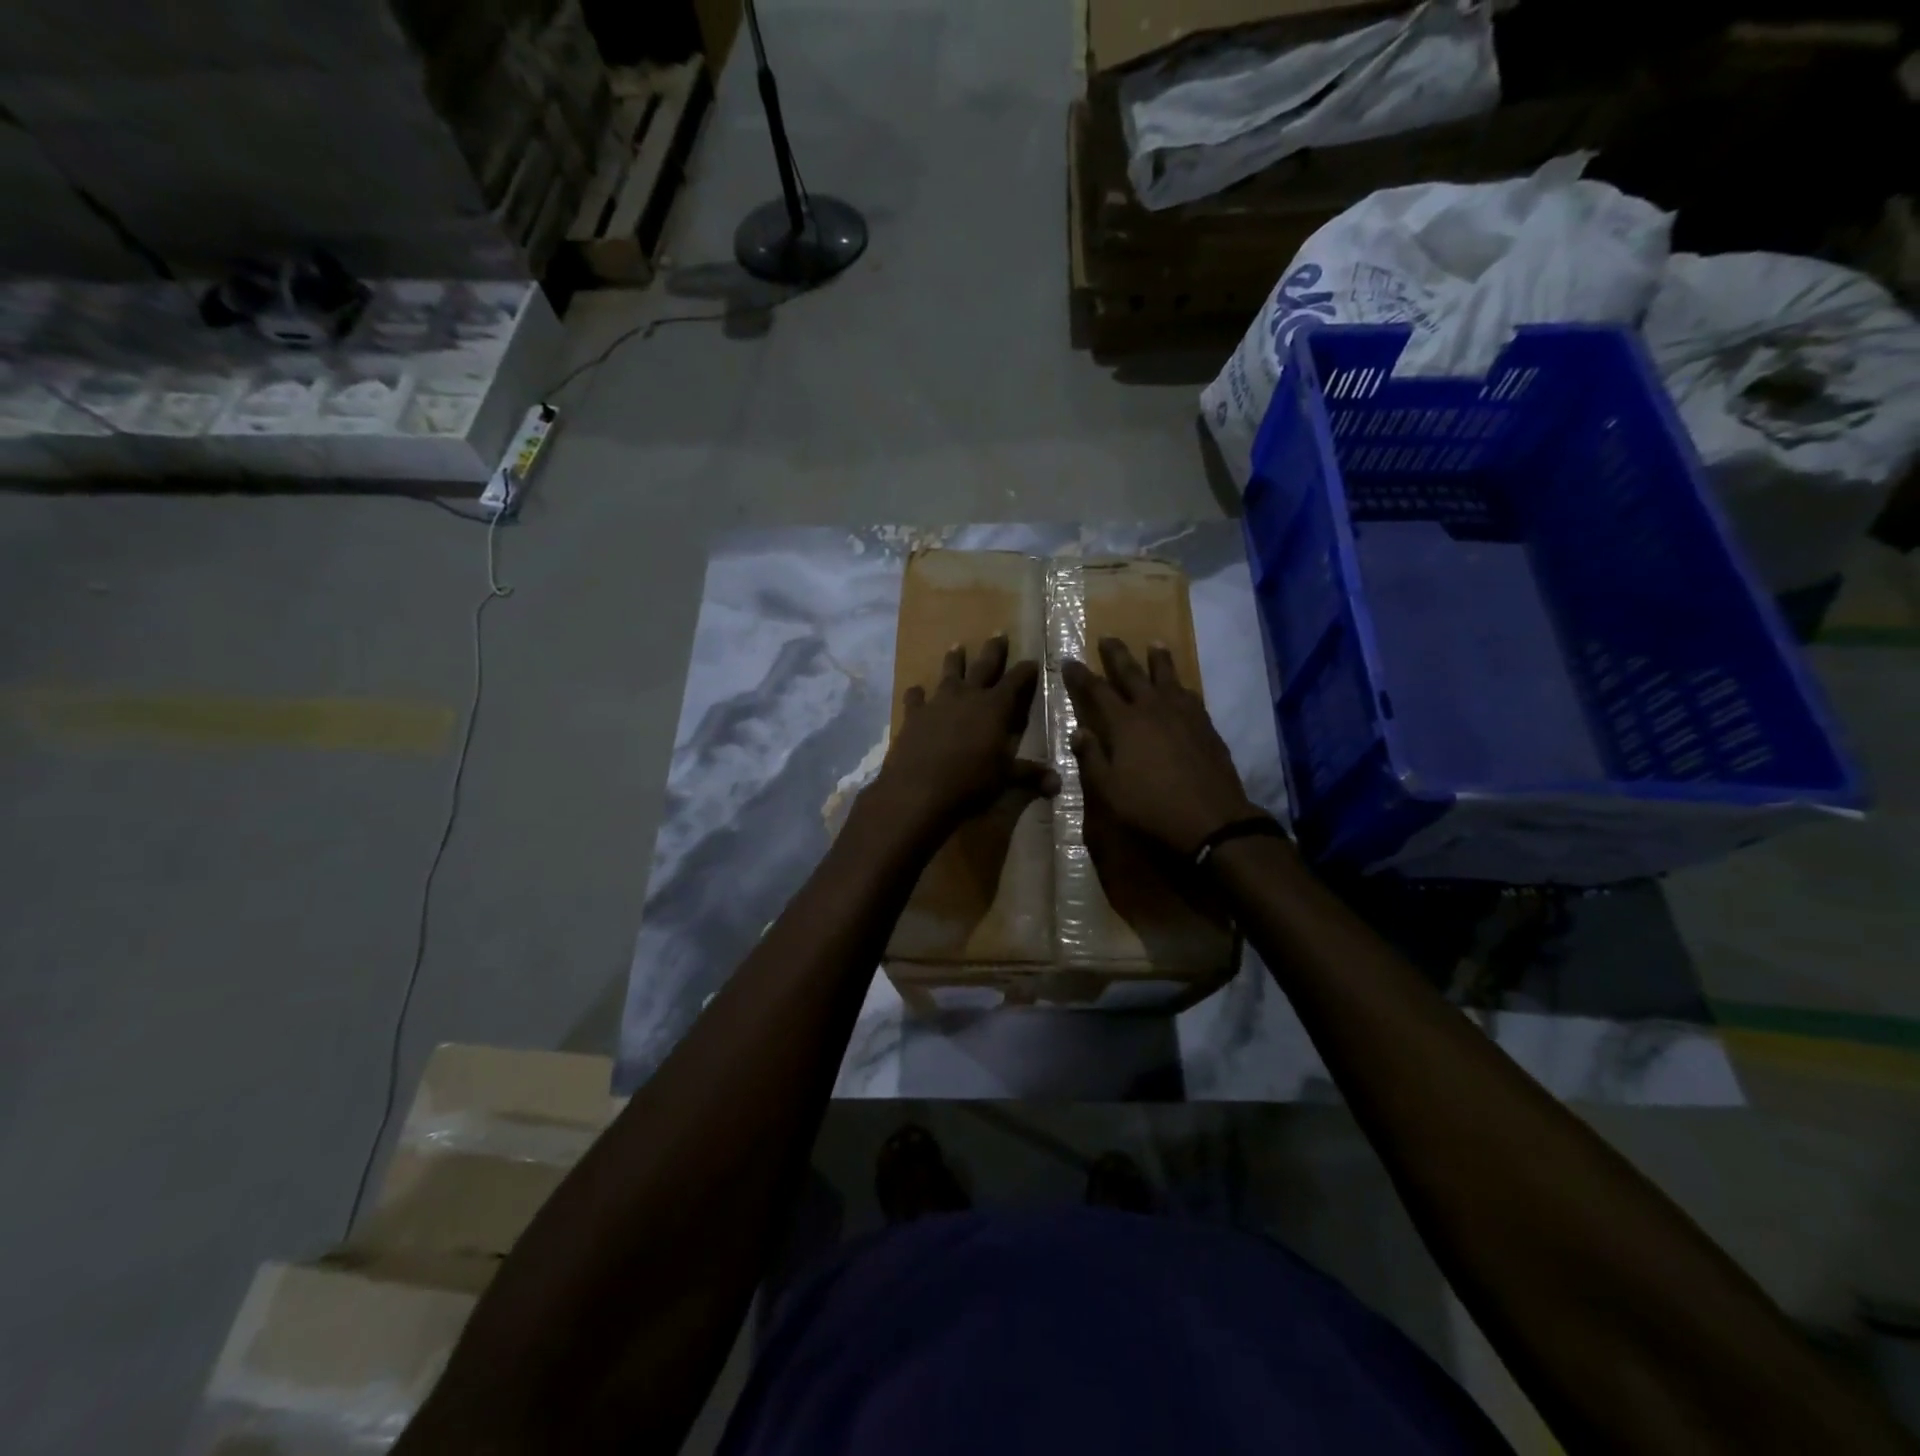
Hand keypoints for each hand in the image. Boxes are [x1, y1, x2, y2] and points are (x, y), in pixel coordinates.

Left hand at [870, 635, 1058, 840]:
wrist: (918, 789)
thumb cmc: (970, 781)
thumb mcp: (1005, 779)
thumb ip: (1030, 775)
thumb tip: (1058, 784)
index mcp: (995, 707)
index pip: (1016, 681)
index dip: (1026, 670)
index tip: (1033, 660)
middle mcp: (968, 696)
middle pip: (984, 666)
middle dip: (994, 650)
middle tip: (998, 632)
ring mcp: (938, 702)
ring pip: (949, 673)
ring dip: (954, 660)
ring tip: (956, 646)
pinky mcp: (914, 715)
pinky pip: (915, 698)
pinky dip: (916, 693)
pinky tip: (916, 690)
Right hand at [1062, 638, 1259, 858]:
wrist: (1210, 818)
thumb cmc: (1151, 806)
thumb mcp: (1109, 789)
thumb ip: (1092, 758)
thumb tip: (1078, 731)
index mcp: (1124, 723)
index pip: (1096, 691)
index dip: (1081, 675)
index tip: (1069, 660)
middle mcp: (1152, 709)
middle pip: (1132, 673)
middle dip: (1117, 654)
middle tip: (1108, 637)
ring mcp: (1183, 714)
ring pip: (1167, 676)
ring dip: (1157, 659)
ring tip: (1154, 643)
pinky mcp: (1205, 724)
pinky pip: (1190, 694)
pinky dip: (1180, 685)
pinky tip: (1181, 686)